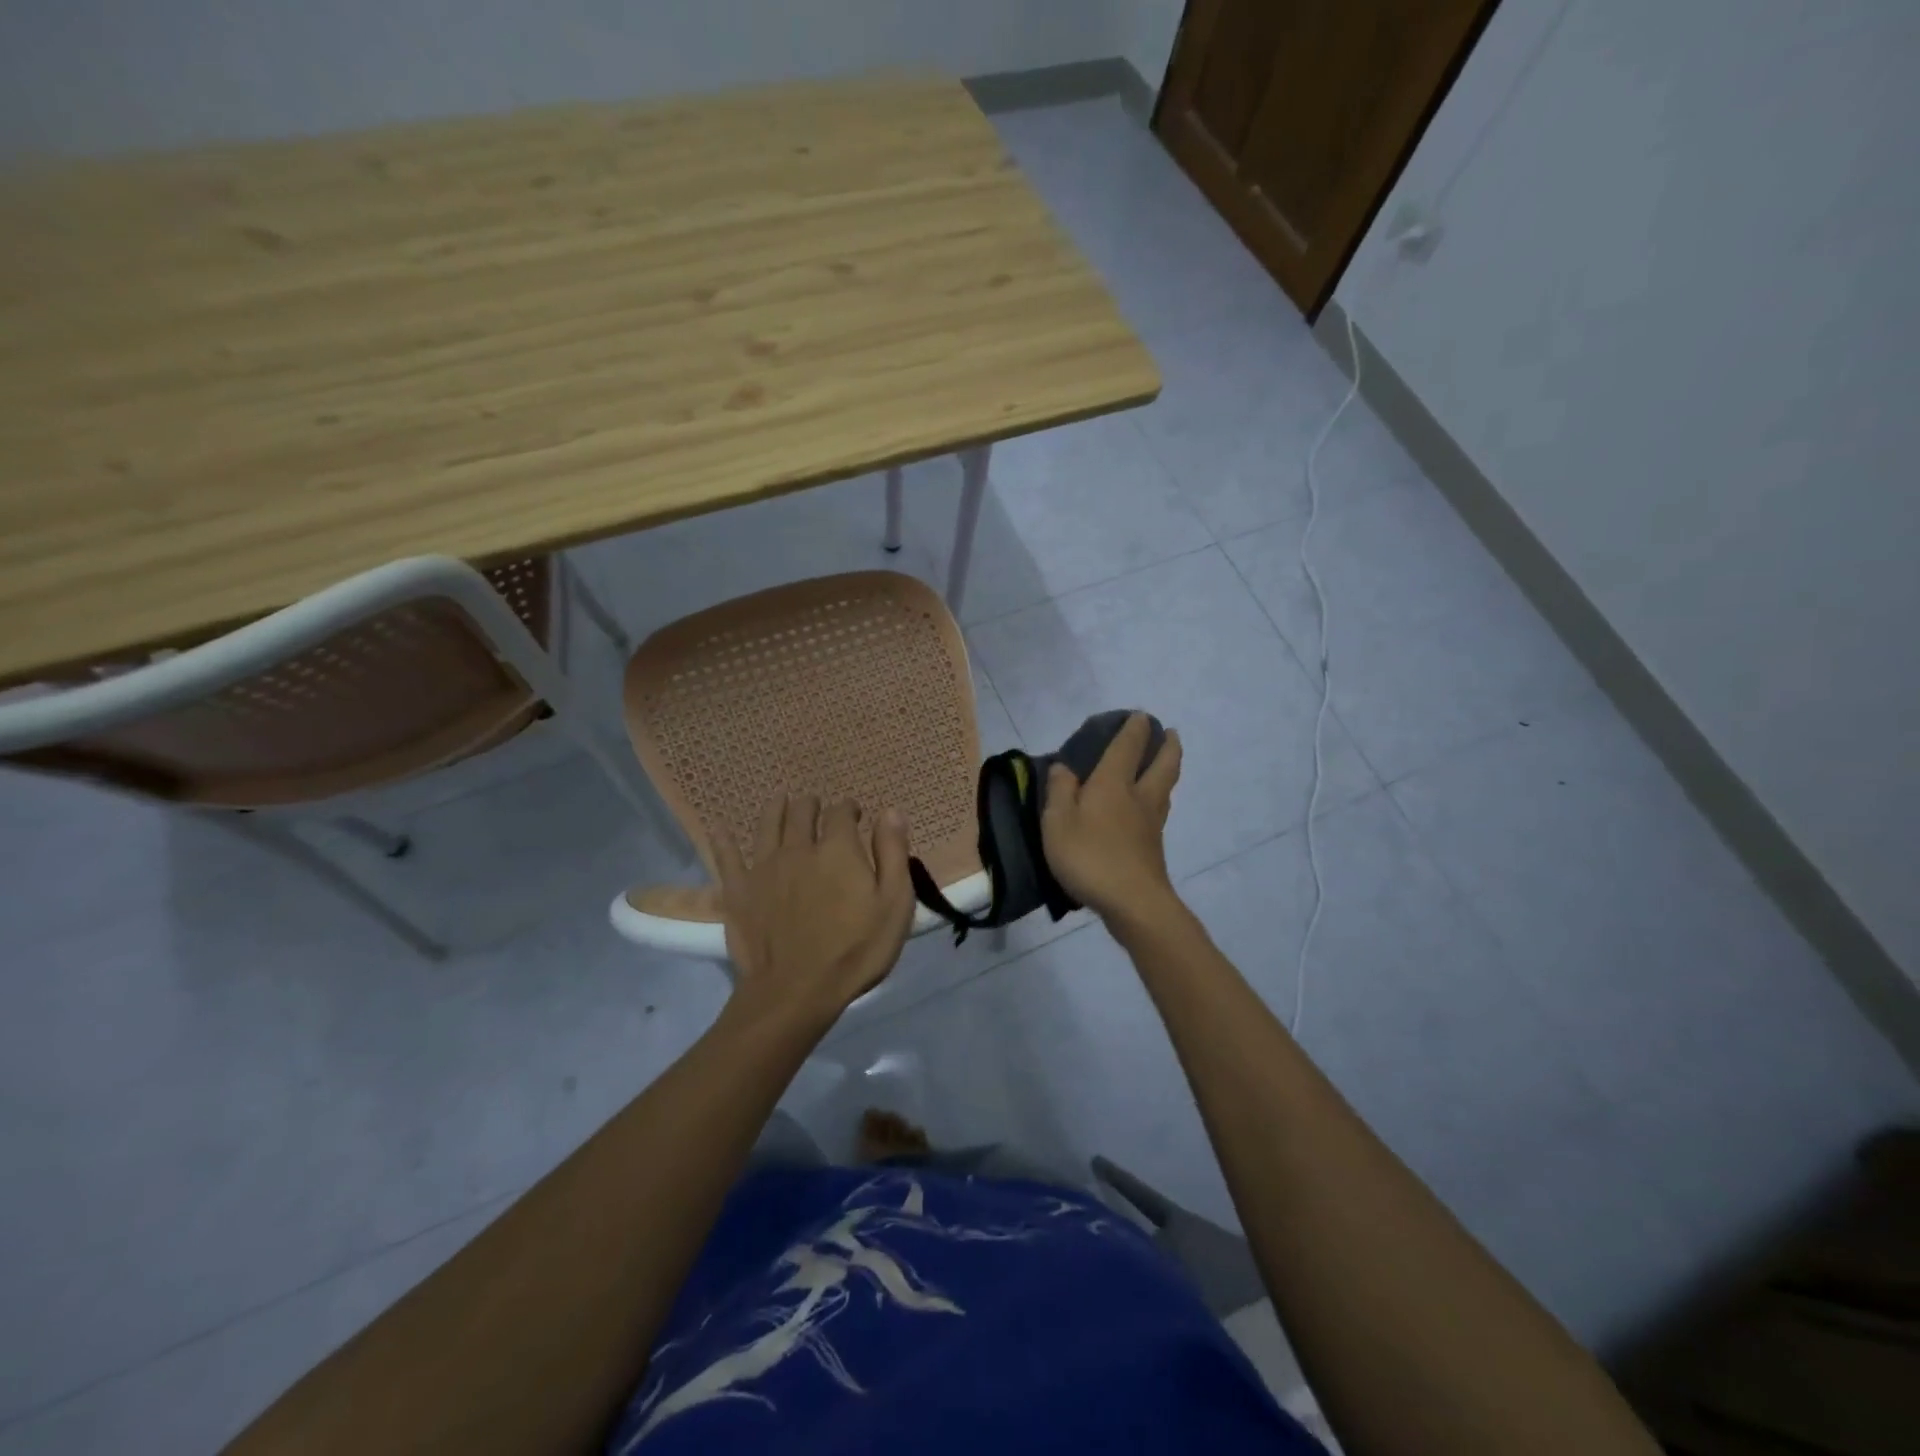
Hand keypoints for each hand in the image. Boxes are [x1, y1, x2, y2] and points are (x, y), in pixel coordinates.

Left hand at [713, 795, 915, 1026]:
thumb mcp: (894, 904)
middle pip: (802, 812)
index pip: (841, 813)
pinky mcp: (738, 891)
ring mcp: (764, 868)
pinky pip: (727, 857)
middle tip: (816, 807)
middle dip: (811, 805)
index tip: (855, 814)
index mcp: (838, 849)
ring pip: (767, 825)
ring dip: (776, 808)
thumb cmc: (855, 950)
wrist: (796, 991)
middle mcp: (799, 848)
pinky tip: (721, 828)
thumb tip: (891, 811)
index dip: (849, 808)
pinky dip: (724, 840)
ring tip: (780, 801)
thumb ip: (893, 854)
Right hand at [1041, 713, 1183, 921]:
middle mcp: (1138, 797)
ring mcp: (1151, 823)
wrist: (1133, 903)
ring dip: (1169, 769)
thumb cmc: (1090, 857)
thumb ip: (1059, 791)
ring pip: (1166, 787)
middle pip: (1163, 764)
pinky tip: (1150, 807)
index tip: (1141, 715)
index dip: (1135, 728)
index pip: (1128, 746)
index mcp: (1114, 784)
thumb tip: (1064, 766)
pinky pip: (1159, 811)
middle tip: (1170, 733)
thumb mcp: (1058, 822)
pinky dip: (1159, 797)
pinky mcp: (1154, 848)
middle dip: (1168, 745)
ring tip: (1164, 763)